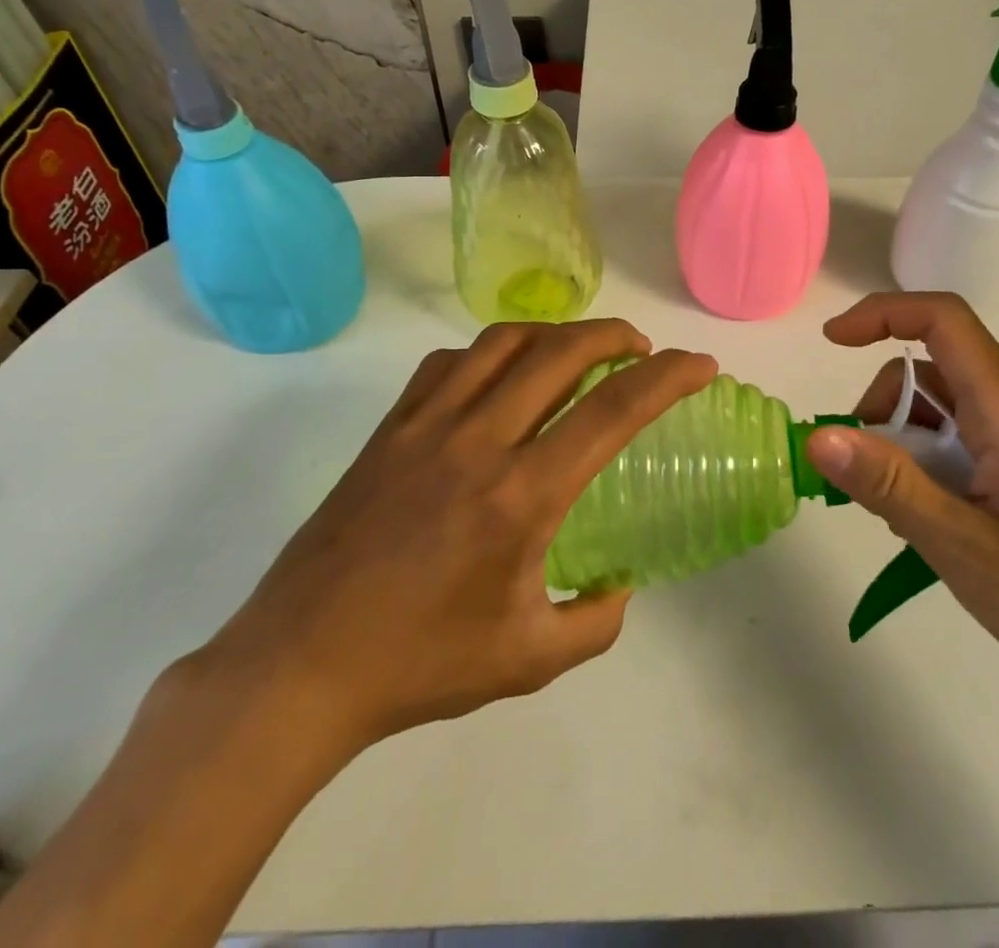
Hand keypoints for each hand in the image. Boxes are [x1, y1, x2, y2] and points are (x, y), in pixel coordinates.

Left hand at [199, 320, 717, 770]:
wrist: (299, 666)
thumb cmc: (419, 664)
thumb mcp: (528, 659)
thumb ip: (595, 623)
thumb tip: (618, 586)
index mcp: (521, 495)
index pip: (612, 412)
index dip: (667, 378)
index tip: (699, 365)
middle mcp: (478, 441)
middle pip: (560, 352)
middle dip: (614, 335)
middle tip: (640, 349)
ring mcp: (427, 425)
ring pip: (502, 341)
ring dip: (554, 333)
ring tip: (576, 350)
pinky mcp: (389, 428)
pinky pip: (449, 362)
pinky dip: (490, 352)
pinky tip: (499, 376)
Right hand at [805, 292, 998, 721]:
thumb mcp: (964, 549)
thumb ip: (889, 486)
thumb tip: (817, 436)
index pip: (942, 320)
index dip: (880, 313)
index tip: (832, 342)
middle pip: (935, 371)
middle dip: (885, 410)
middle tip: (869, 483)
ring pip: (951, 406)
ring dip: (910, 443)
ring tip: (911, 518)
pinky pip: (975, 434)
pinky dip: (939, 460)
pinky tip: (944, 521)